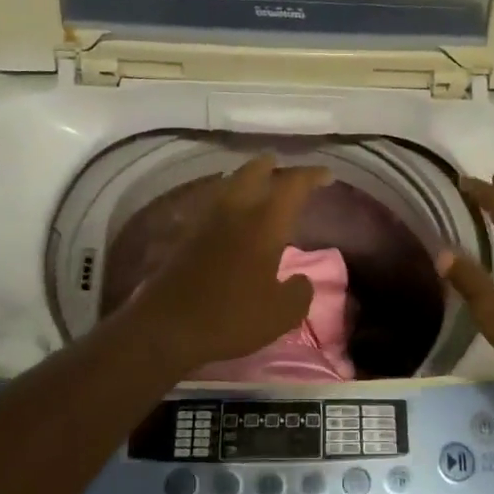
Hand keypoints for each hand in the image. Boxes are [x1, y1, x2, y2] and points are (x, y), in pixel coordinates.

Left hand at [123, 155, 330, 375]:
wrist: (167, 327)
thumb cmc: (232, 317)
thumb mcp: (282, 314)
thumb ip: (300, 292)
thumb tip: (301, 280)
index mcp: (265, 223)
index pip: (292, 184)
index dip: (311, 175)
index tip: (326, 176)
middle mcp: (235, 211)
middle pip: (254, 171)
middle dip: (273, 166)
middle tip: (285, 170)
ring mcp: (206, 221)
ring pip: (229, 184)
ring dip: (247, 179)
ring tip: (260, 188)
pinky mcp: (186, 236)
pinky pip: (213, 204)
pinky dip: (228, 201)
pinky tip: (232, 217)